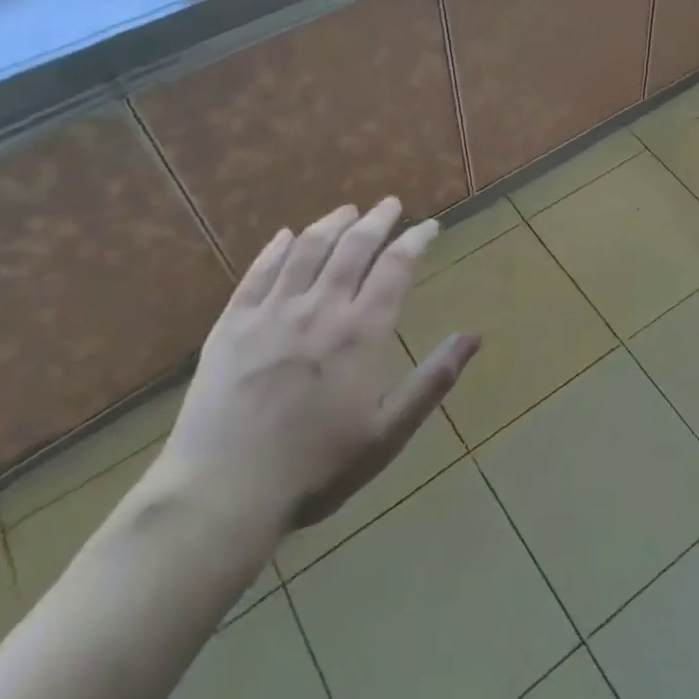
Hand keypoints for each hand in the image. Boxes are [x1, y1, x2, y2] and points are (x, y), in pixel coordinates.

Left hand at [157, 199, 478, 579]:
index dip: (415, 240)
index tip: (429, 226)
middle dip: (377, 220)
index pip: (396, 266)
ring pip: (307, 250)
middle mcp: (320, 308)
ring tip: (347, 211)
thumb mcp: (388, 432)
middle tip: (390, 204)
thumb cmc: (317, 468)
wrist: (224, 493)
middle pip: (353, 247)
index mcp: (362, 332)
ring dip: (331, 224)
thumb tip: (474, 336)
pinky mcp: (231, 324)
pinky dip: (276, 248)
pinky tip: (286, 236)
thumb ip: (433, 379)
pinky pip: (257, 273)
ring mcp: (271, 312)